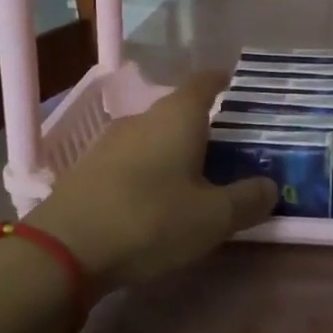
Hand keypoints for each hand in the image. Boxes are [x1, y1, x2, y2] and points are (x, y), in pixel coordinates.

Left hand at [23, 72, 275, 287]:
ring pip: (155, 137)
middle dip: (206, 127)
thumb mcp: (213, 218)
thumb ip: (248, 199)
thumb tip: (270, 186)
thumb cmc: (151, 221)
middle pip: (181, 111)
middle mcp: (142, 118)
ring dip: (176, 151)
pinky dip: (151, 171)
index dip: (226, 82)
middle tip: (232, 152)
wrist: (63, 251)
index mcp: (177, 116)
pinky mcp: (88, 170)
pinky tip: (157, 200)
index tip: (243, 92)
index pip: (206, 81)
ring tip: (197, 179)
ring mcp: (110, 143)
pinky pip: (132, 160)